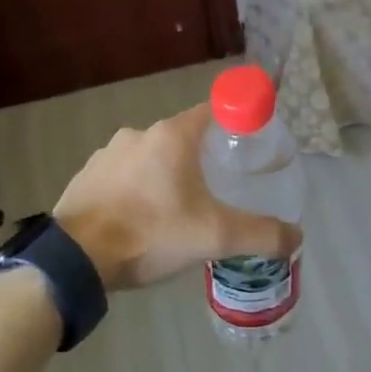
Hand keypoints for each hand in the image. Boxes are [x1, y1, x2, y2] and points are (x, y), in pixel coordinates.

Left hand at [53, 105, 301, 290]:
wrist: (75, 260)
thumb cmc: (150, 234)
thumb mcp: (214, 237)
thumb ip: (260, 234)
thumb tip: (296, 236)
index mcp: (172, 136)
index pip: (214, 111)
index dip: (235, 122)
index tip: (248, 144)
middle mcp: (139, 134)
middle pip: (183, 137)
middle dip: (201, 159)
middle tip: (216, 190)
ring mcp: (107, 153)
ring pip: (150, 158)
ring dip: (165, 176)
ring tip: (176, 212)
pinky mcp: (86, 176)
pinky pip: (122, 175)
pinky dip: (135, 189)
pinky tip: (139, 220)